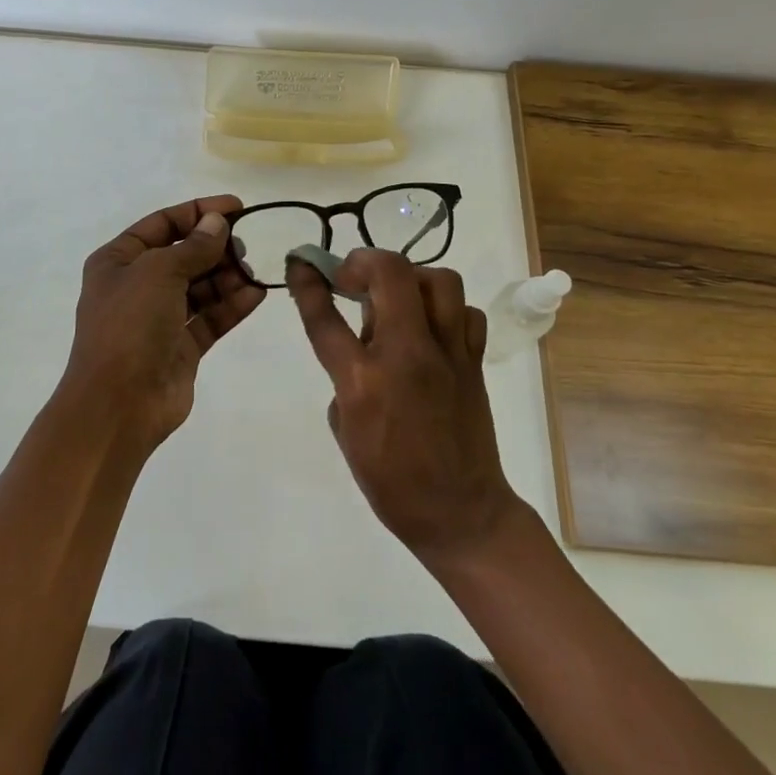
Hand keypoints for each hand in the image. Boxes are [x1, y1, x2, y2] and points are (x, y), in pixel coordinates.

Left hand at [60, 196, 265, 452]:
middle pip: (183, 254)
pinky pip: (210, 317)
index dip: (198, 212)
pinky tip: (256, 295)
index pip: (162, 224)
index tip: (237, 207)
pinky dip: (232, 305)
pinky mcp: (181, 347)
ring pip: (200, 287)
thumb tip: (217, 223)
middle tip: (243, 246)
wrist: (118, 405)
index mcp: (118, 261)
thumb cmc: (130, 326)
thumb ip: (193, 246)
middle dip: (214, 247)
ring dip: (226, 276)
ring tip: (250, 272)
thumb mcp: (159, 272)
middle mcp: (137, 285)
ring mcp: (159, 318)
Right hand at [288, 249, 520, 564]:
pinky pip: (466, 313)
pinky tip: (432, 328)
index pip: (326, 317)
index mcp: (363, 381)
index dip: (308, 282)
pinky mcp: (475, 361)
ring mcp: (448, 354)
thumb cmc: (391, 482)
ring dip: (411, 278)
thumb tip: (359, 346)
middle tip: (353, 278)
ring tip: (398, 298)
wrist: (460, 513)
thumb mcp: (345, 430)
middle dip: (364, 261)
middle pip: (390, 273)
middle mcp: (407, 355)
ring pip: (439, 280)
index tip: (300, 261)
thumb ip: (344, 378)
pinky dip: (446, 310)